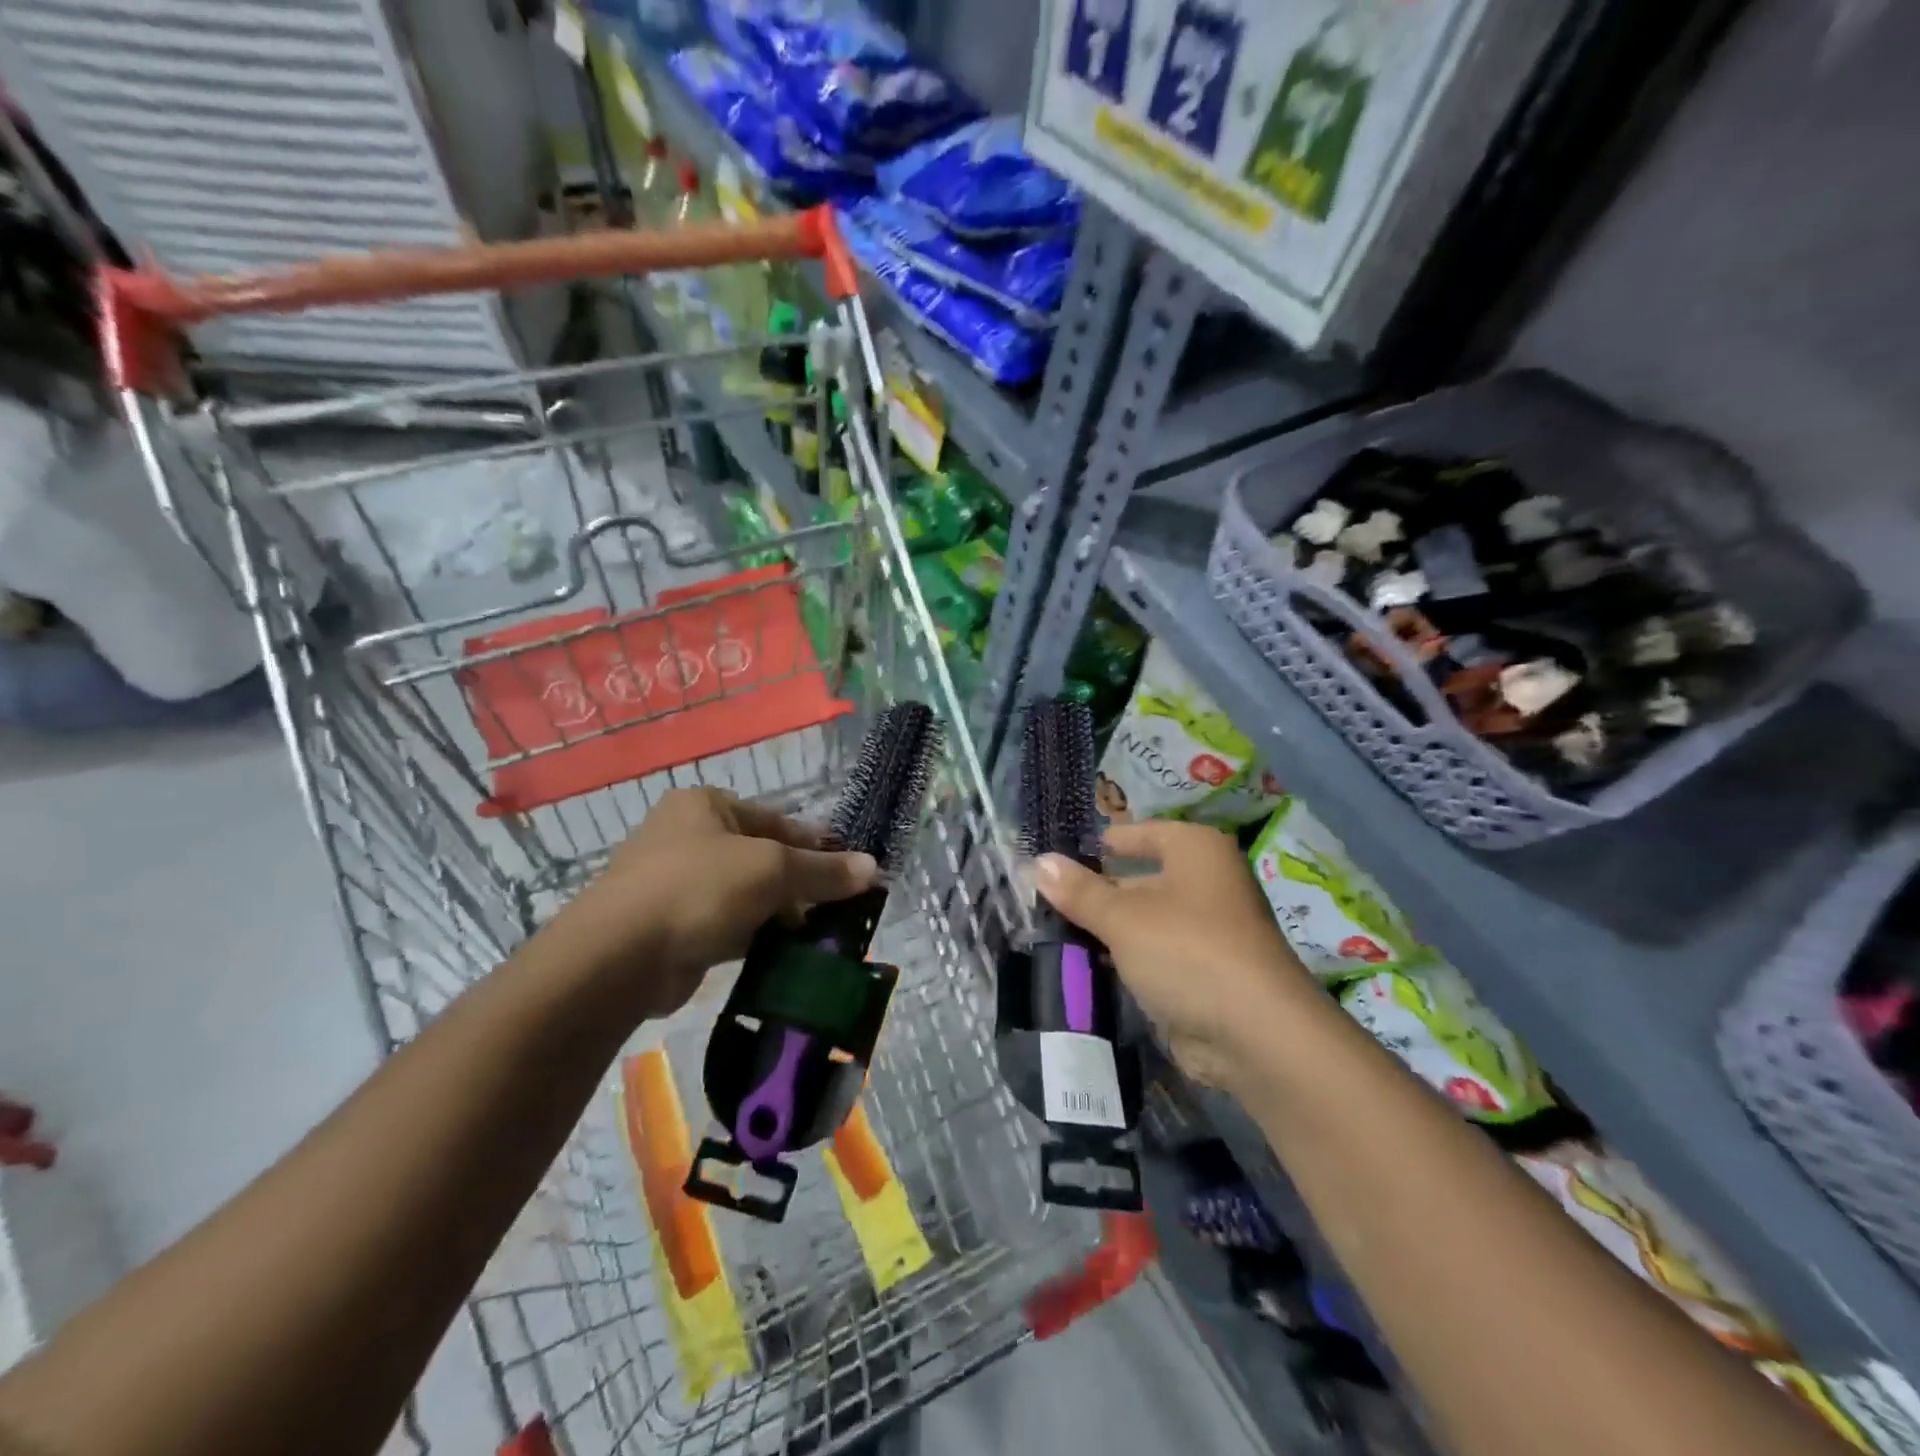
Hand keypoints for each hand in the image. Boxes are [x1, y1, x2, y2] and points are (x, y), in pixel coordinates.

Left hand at [549, 787, 878, 1021]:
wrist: (617, 958)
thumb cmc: (698, 889)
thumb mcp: (771, 870)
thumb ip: (823, 870)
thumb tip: (874, 868)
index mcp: (706, 806)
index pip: (777, 820)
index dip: (817, 845)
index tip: (851, 871)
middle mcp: (689, 836)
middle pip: (763, 857)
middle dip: (800, 884)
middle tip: (839, 909)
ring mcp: (677, 883)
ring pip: (747, 894)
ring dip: (780, 913)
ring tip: (819, 936)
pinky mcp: (673, 926)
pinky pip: (728, 925)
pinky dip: (755, 936)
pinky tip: (784, 954)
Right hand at [1035, 819, 1317, 1088]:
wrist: (1256, 1035)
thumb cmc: (1187, 951)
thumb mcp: (1123, 917)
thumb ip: (1079, 891)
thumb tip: (1039, 862)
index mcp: (1195, 850)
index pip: (1137, 834)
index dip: (1097, 844)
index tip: (1054, 858)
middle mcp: (1206, 881)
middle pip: (1138, 878)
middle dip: (1095, 892)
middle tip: (1042, 901)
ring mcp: (1208, 930)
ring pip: (1144, 920)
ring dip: (1107, 930)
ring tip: (1051, 934)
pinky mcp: (1204, 972)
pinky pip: (1154, 955)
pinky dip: (1125, 959)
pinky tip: (1086, 967)